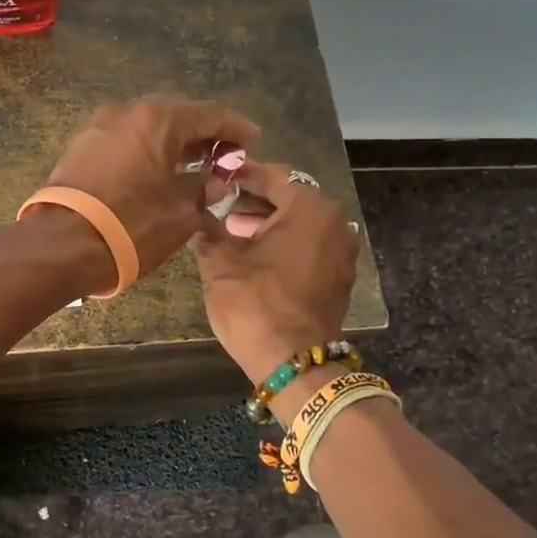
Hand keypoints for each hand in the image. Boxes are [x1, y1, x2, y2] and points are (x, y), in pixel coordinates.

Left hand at [37, 95, 259, 283]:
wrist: (61, 245)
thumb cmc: (130, 227)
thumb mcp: (180, 213)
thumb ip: (202, 189)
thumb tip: (213, 181)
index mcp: (159, 120)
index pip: (209, 114)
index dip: (234, 128)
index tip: (252, 138)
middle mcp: (127, 111)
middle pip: (175, 113)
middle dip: (202, 131)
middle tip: (222, 154)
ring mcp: (99, 126)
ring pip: (146, 124)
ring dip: (171, 139)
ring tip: (192, 163)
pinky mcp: (80, 146)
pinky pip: (124, 138)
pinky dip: (145, 148)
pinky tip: (156, 169)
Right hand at [191, 160, 357, 384]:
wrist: (293, 363)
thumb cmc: (255, 304)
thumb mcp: (220, 263)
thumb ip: (207, 229)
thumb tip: (196, 212)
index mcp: (309, 208)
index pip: (271, 175)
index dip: (240, 174)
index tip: (214, 175)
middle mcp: (333, 222)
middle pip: (289, 197)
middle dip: (252, 199)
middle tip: (218, 203)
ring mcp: (340, 250)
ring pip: (299, 222)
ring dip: (266, 222)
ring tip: (229, 229)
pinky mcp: (338, 275)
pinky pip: (308, 245)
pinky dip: (283, 242)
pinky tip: (252, 253)